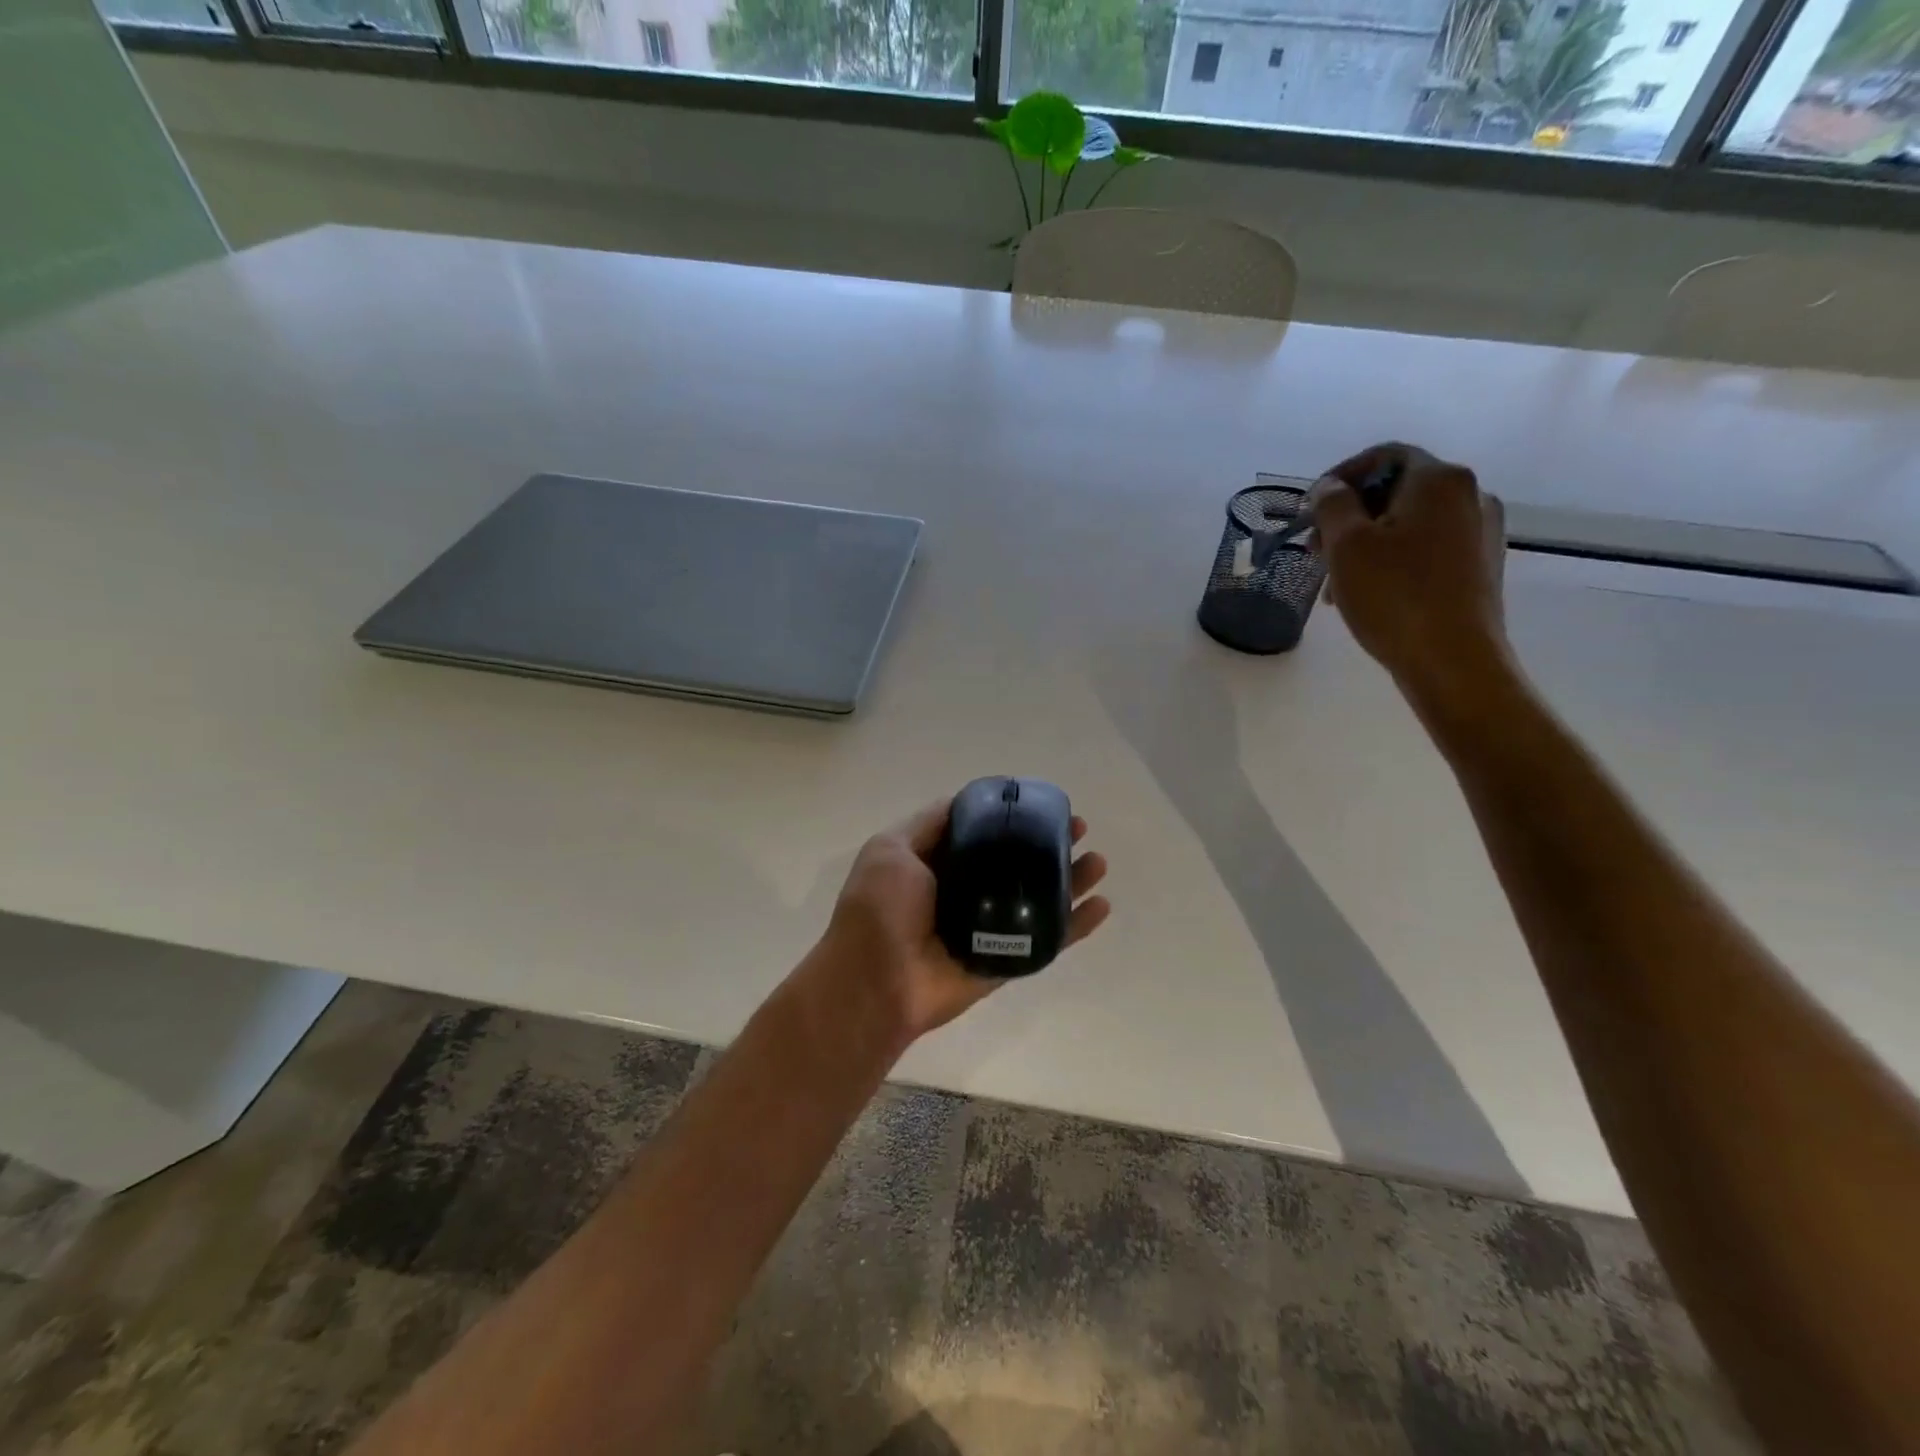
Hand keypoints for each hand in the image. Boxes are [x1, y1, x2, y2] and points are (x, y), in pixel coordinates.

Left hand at [819, 798, 1110, 1045]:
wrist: (874, 984)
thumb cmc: (879, 910)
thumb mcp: (892, 849)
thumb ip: (929, 824)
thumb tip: (965, 802)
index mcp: (938, 864)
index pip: (984, 833)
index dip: (1012, 817)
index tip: (1039, 803)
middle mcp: (967, 892)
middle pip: (1018, 863)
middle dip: (1049, 844)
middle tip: (1079, 829)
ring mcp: (988, 927)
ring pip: (1038, 898)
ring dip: (1070, 880)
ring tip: (1097, 861)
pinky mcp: (1004, 959)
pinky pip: (1046, 941)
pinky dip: (1076, 926)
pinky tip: (1101, 906)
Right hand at [1310, 442, 1512, 711]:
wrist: (1453, 660)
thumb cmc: (1394, 596)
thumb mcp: (1346, 546)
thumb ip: (1332, 506)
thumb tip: (1330, 488)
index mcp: (1439, 480)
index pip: (1385, 455)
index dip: (1341, 475)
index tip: (1310, 508)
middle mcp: (1469, 495)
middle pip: (1396, 490)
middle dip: (1349, 517)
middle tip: (1315, 552)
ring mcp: (1480, 532)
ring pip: (1408, 524)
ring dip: (1365, 544)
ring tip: (1335, 584)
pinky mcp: (1479, 566)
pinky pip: (1425, 549)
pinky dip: (1391, 561)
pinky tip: (1367, 594)